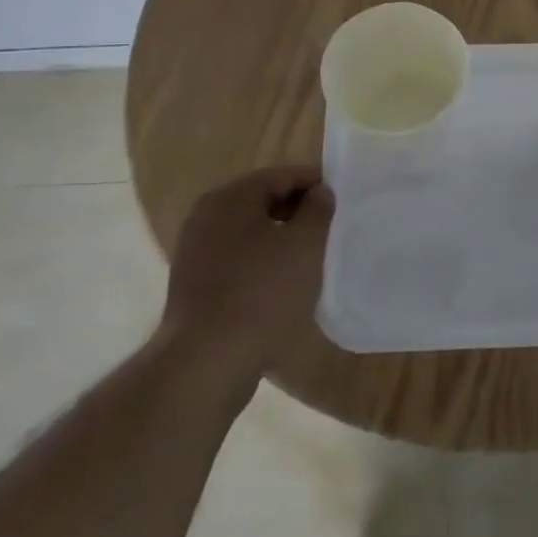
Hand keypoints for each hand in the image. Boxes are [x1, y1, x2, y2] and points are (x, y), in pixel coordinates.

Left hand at [160, 166, 334, 385]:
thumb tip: (320, 193)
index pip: (282, 175)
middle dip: (298, 210)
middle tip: (330, 228)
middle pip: (263, 200)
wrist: (207, 361)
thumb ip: (318, 210)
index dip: (315, 183)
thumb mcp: (305, 245)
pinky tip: (283, 283)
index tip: (342, 199)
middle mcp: (207, 215)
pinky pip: (238, 258)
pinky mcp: (195, 283)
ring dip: (281, 238)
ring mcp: (196, 250)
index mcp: (231, 197)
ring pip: (250, 231)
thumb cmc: (262, 293)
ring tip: (311, 257)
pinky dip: (262, 262)